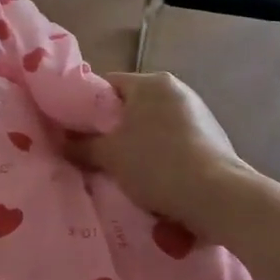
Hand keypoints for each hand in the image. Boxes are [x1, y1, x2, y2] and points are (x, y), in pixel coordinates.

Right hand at [66, 71, 253, 230]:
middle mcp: (176, 90)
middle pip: (131, 107)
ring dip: (136, 147)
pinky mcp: (211, 139)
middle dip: (111, 131)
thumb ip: (81, 146)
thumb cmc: (157, 164)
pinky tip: (151, 181)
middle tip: (92, 155)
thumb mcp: (110, 156)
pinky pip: (172, 143)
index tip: (72, 131)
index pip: (106, 85)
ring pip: (152, 128)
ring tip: (119, 173)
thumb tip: (61, 142)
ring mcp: (198, 114)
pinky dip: (159, 158)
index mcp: (151, 83)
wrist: (218, 197)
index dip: (84, 107)